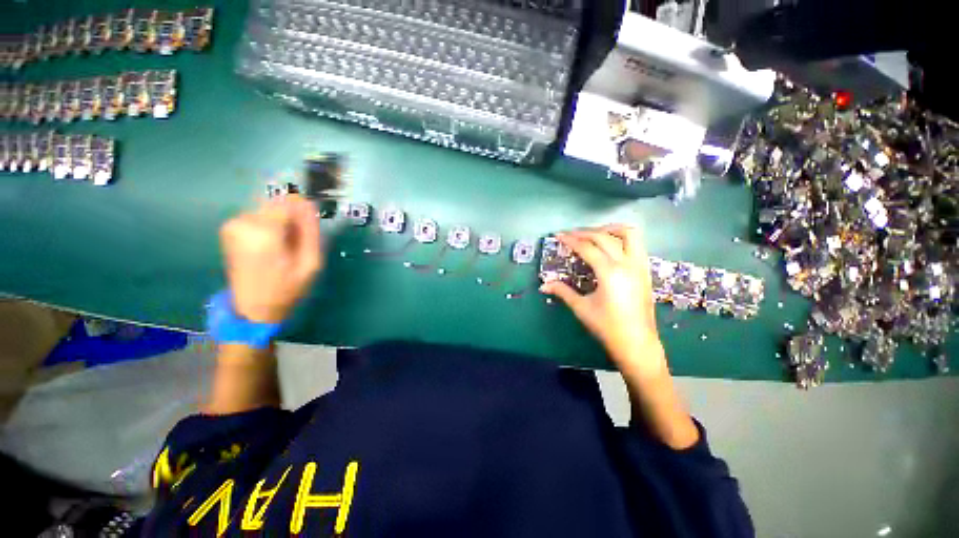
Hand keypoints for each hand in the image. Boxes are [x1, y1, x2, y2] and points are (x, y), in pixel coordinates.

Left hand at [220, 195, 322, 323]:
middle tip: (296, 242)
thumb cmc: (287, 288)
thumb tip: (309, 204)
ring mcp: (233, 225)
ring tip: (284, 247)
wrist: (253, 308)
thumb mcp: (311, 263)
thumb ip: (310, 232)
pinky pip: (257, 216)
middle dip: (290, 219)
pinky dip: (268, 226)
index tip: (308, 228)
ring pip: (268, 210)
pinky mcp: (229, 229)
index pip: (287, 202)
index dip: (302, 211)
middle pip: (277, 204)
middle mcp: (244, 223)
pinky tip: (271, 246)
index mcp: (264, 233)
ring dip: (280, 223)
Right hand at [540, 225, 666, 378]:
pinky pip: (637, 245)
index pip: (587, 248)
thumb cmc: (607, 326)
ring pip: (629, 235)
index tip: (559, 236)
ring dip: (610, 229)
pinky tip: (611, 246)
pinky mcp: (645, 271)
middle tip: (571, 235)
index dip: (571, 240)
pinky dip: (623, 238)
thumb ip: (562, 291)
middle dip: (585, 232)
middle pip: (605, 237)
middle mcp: (627, 264)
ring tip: (594, 233)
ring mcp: (640, 266)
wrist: (637, 343)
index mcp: (610, 272)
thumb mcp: (581, 308)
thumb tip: (543, 285)